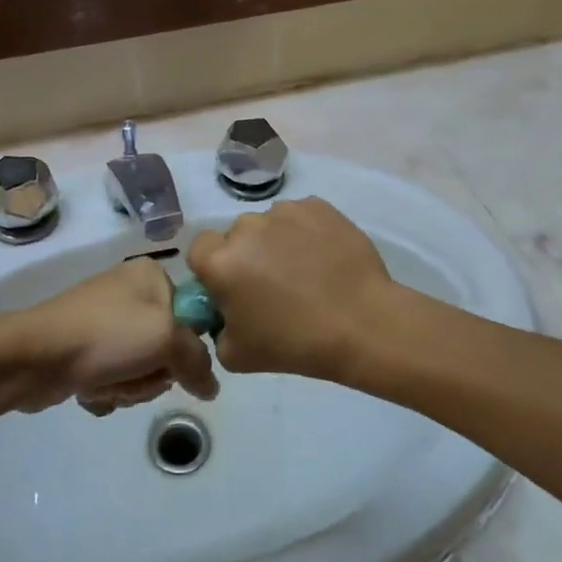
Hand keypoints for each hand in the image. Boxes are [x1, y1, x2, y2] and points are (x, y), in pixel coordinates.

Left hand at [7, 259, 217, 414]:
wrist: (33, 355)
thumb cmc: (105, 335)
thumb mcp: (165, 339)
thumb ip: (198, 361)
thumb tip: (211, 386)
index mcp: (151, 275)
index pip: (192, 315)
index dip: (185, 346)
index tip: (170, 360)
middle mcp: (130, 292)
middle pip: (168, 347)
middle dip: (153, 373)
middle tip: (135, 374)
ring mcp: (105, 320)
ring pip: (142, 367)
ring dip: (130, 386)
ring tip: (108, 383)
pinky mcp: (85, 347)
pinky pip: (116, 375)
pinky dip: (109, 388)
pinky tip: (92, 388)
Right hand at [187, 198, 398, 380]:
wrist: (362, 323)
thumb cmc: (295, 343)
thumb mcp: (235, 355)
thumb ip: (216, 329)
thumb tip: (224, 313)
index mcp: (220, 261)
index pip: (199, 250)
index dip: (212, 269)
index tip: (232, 289)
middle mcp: (247, 227)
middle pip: (236, 237)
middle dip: (246, 256)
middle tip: (271, 286)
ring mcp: (284, 212)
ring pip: (268, 225)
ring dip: (276, 243)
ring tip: (304, 272)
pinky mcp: (317, 206)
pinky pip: (299, 217)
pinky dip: (305, 233)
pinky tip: (324, 259)